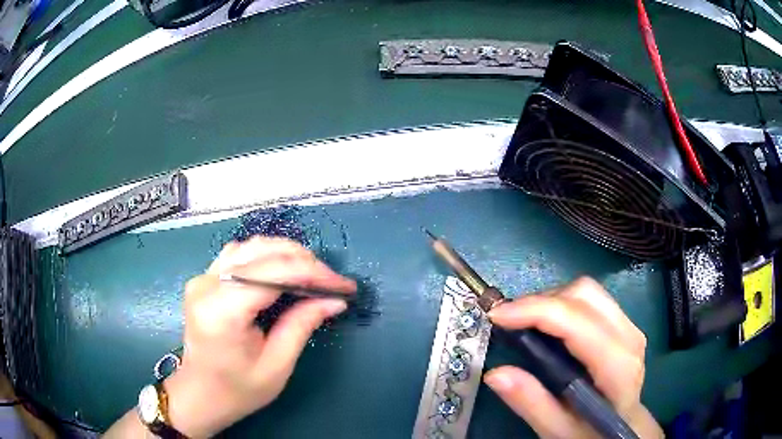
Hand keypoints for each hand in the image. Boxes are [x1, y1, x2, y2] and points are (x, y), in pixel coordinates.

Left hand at [164, 237, 355, 436]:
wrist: (200, 394)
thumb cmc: (238, 390)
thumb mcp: (277, 365)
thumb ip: (302, 325)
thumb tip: (335, 300)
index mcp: (222, 310)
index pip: (273, 272)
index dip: (314, 273)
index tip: (344, 286)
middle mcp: (207, 284)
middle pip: (263, 252)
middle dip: (305, 262)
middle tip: (332, 283)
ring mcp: (202, 277)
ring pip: (251, 247)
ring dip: (287, 255)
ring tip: (313, 276)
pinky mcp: (204, 279)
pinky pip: (240, 255)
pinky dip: (267, 257)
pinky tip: (282, 272)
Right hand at [483, 277, 662, 438]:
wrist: (625, 427)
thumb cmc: (592, 432)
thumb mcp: (559, 430)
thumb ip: (531, 403)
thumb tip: (495, 373)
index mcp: (617, 366)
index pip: (577, 322)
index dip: (536, 311)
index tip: (497, 316)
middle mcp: (628, 337)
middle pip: (584, 295)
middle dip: (541, 301)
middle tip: (509, 322)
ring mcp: (629, 326)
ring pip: (587, 291)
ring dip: (551, 299)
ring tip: (525, 322)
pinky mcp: (624, 324)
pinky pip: (591, 300)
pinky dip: (563, 304)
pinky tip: (548, 326)